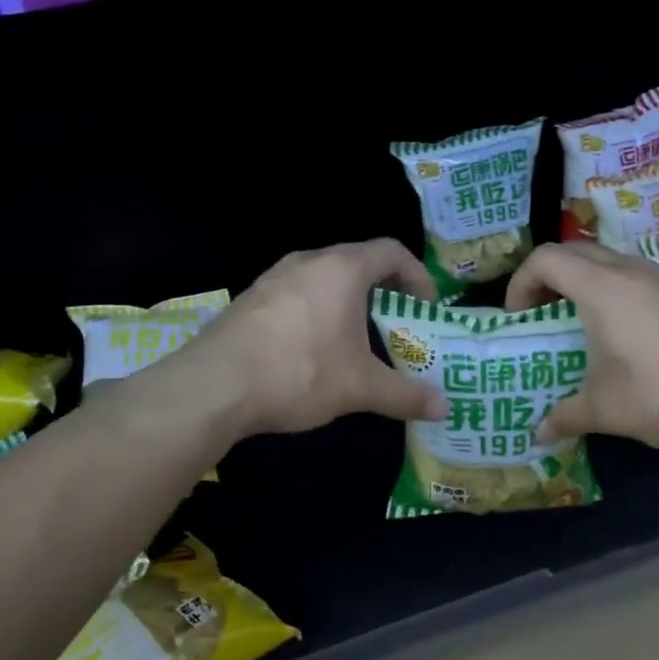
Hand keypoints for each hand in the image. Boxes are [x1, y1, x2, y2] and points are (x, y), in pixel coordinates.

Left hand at [170, 239, 449, 440]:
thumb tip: (444, 408)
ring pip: (324, 277)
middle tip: (398, 323)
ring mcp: (274, 277)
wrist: (214, 385)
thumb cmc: (300, 372)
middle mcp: (308, 261)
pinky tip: (313, 348)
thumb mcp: (360, 387)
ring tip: (358, 337)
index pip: (392, 251)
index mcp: (342, 269)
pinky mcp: (251, 299)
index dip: (418, 275)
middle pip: (358, 261)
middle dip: (384, 290)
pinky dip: (318, 310)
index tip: (427, 307)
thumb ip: (405, 394)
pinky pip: (297, 294)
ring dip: (348, 300)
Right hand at [506, 243, 658, 449]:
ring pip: (614, 262)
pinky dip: (623, 293)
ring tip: (587, 325)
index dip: (521, 283)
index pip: (546, 259)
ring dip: (589, 283)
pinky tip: (635, 336)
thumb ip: (566, 416)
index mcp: (602, 287)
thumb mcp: (606, 411)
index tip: (520, 319)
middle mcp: (633, 270)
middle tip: (544, 316)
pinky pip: (644, 278)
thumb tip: (539, 434)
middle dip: (550, 279)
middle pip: (577, 252)